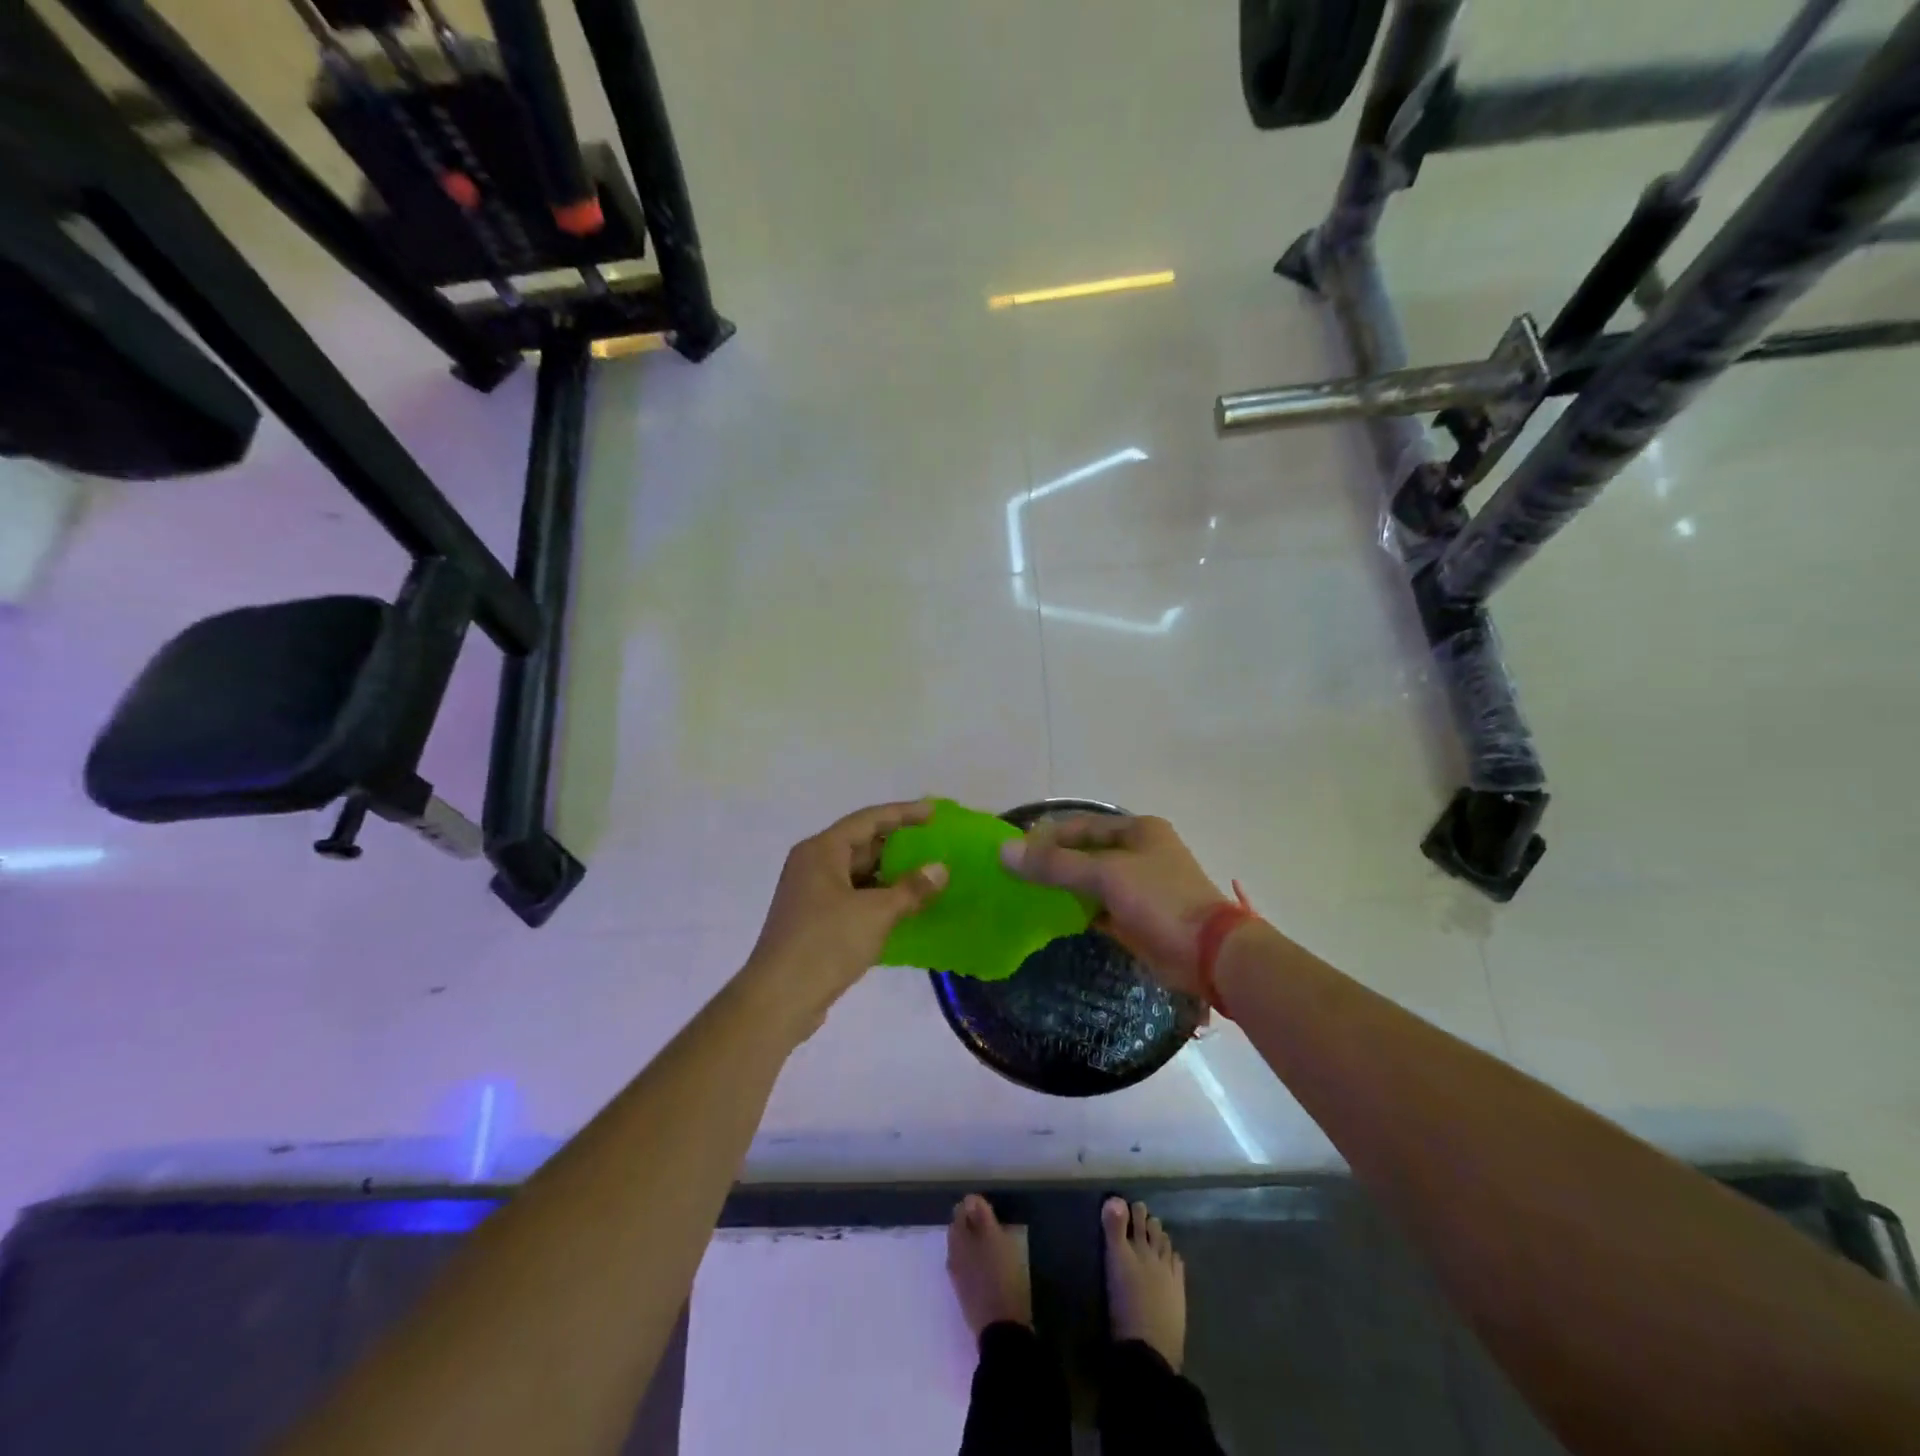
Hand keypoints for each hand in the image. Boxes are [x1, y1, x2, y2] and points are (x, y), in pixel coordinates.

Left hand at [742, 799, 948, 1036]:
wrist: (779, 999)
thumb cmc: (826, 944)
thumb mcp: (876, 913)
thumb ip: (911, 889)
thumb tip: (940, 869)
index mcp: (822, 851)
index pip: (869, 820)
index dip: (903, 813)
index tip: (934, 813)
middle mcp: (813, 865)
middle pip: (862, 844)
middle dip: (899, 846)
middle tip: (936, 846)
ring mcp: (811, 894)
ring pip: (858, 874)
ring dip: (891, 876)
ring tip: (928, 879)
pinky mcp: (814, 921)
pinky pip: (853, 898)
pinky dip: (879, 899)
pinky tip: (905, 910)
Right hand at [999, 814, 1226, 995]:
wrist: (1208, 953)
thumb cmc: (1159, 899)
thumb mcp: (1105, 875)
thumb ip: (1055, 864)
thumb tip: (1004, 852)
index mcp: (1138, 830)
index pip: (1081, 825)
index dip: (1047, 836)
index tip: (1014, 851)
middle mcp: (1139, 852)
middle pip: (1085, 852)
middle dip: (1052, 862)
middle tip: (1015, 874)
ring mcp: (1139, 886)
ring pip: (1090, 880)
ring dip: (1063, 887)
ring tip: (1025, 895)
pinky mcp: (1136, 916)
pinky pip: (1098, 907)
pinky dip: (1077, 910)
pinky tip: (1051, 917)